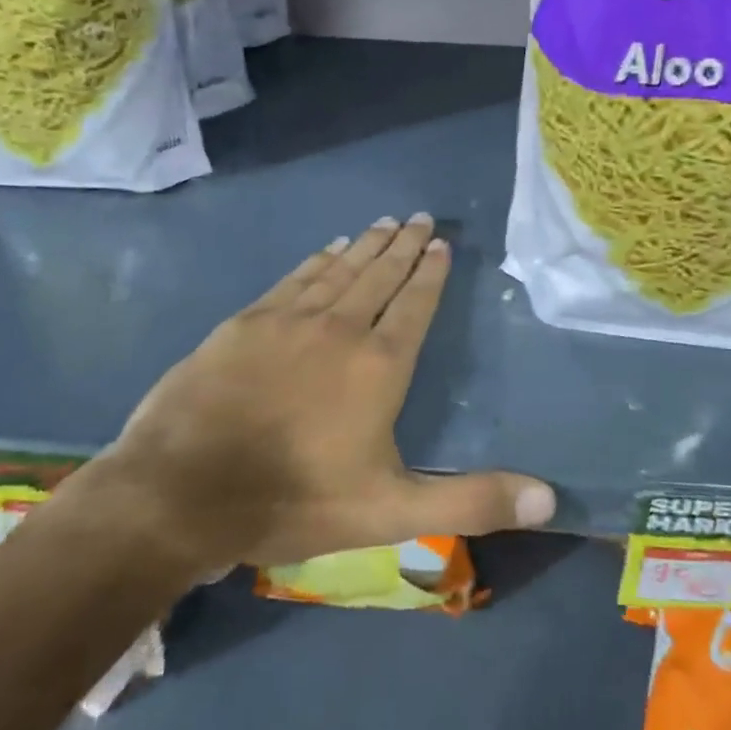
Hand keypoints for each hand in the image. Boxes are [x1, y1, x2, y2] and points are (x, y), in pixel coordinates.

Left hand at [88, 214, 555, 580]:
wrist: (181, 491)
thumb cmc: (295, 500)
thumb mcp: (392, 512)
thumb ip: (471, 501)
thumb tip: (550, 498)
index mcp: (379, 365)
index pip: (415, 305)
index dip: (430, 274)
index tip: (441, 245)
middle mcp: (340, 328)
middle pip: (380, 275)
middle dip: (404, 246)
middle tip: (421, 217)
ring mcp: (288, 320)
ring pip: (339, 270)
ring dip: (366, 245)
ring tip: (385, 223)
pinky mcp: (246, 323)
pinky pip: (294, 279)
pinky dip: (317, 261)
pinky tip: (328, 249)